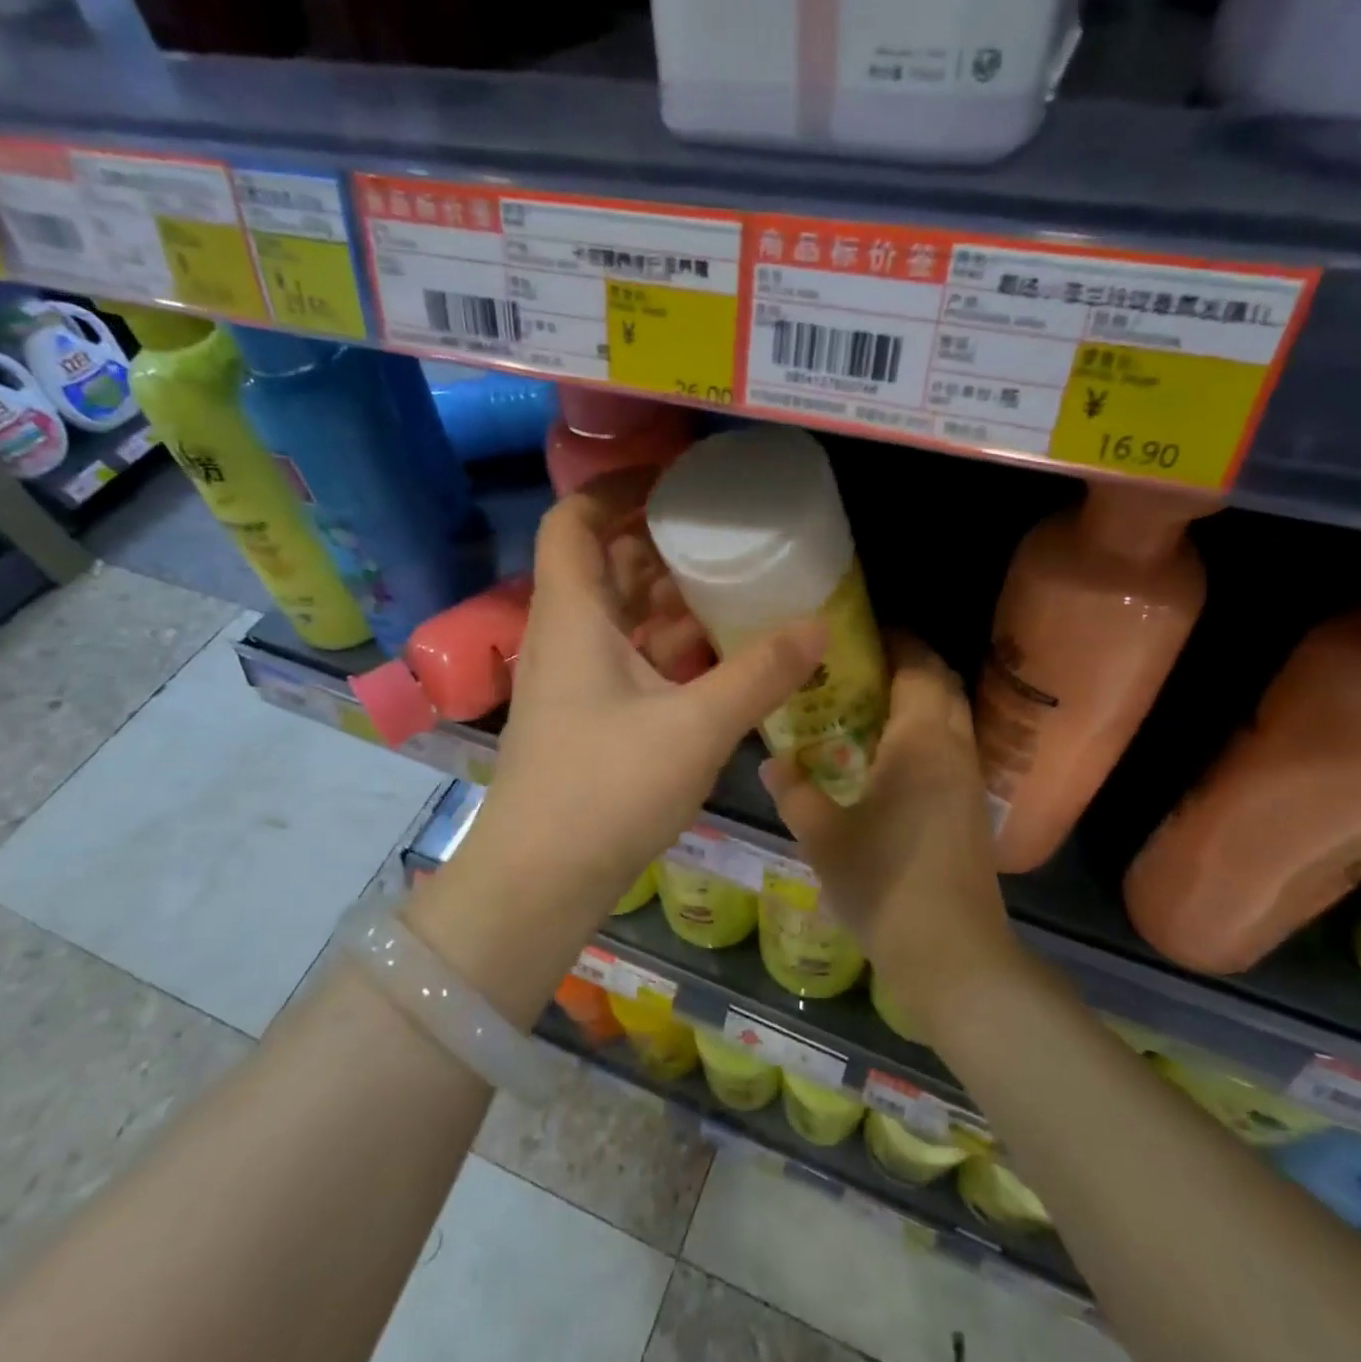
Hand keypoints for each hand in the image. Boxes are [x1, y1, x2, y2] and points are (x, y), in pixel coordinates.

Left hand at [457, 470, 826, 916]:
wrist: (541, 879)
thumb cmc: (606, 787)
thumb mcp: (696, 725)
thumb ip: (761, 674)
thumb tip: (819, 629)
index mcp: (573, 615)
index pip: (572, 519)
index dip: (615, 489)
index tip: (674, 483)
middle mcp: (566, 635)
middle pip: (604, 563)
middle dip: (659, 542)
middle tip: (723, 532)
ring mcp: (574, 678)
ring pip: (621, 614)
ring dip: (669, 597)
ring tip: (733, 583)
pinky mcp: (588, 715)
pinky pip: (629, 657)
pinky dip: (668, 645)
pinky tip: (718, 652)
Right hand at [760, 633, 1018, 1033]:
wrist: (953, 954)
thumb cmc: (884, 884)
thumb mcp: (823, 837)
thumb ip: (794, 791)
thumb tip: (769, 761)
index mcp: (920, 741)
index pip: (918, 666)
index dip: (896, 640)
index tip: (860, 631)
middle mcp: (954, 748)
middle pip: (941, 683)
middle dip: (908, 663)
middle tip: (858, 664)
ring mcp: (969, 779)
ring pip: (951, 716)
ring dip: (919, 697)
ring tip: (869, 702)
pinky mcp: (972, 807)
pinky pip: (951, 746)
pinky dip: (925, 731)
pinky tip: (888, 754)